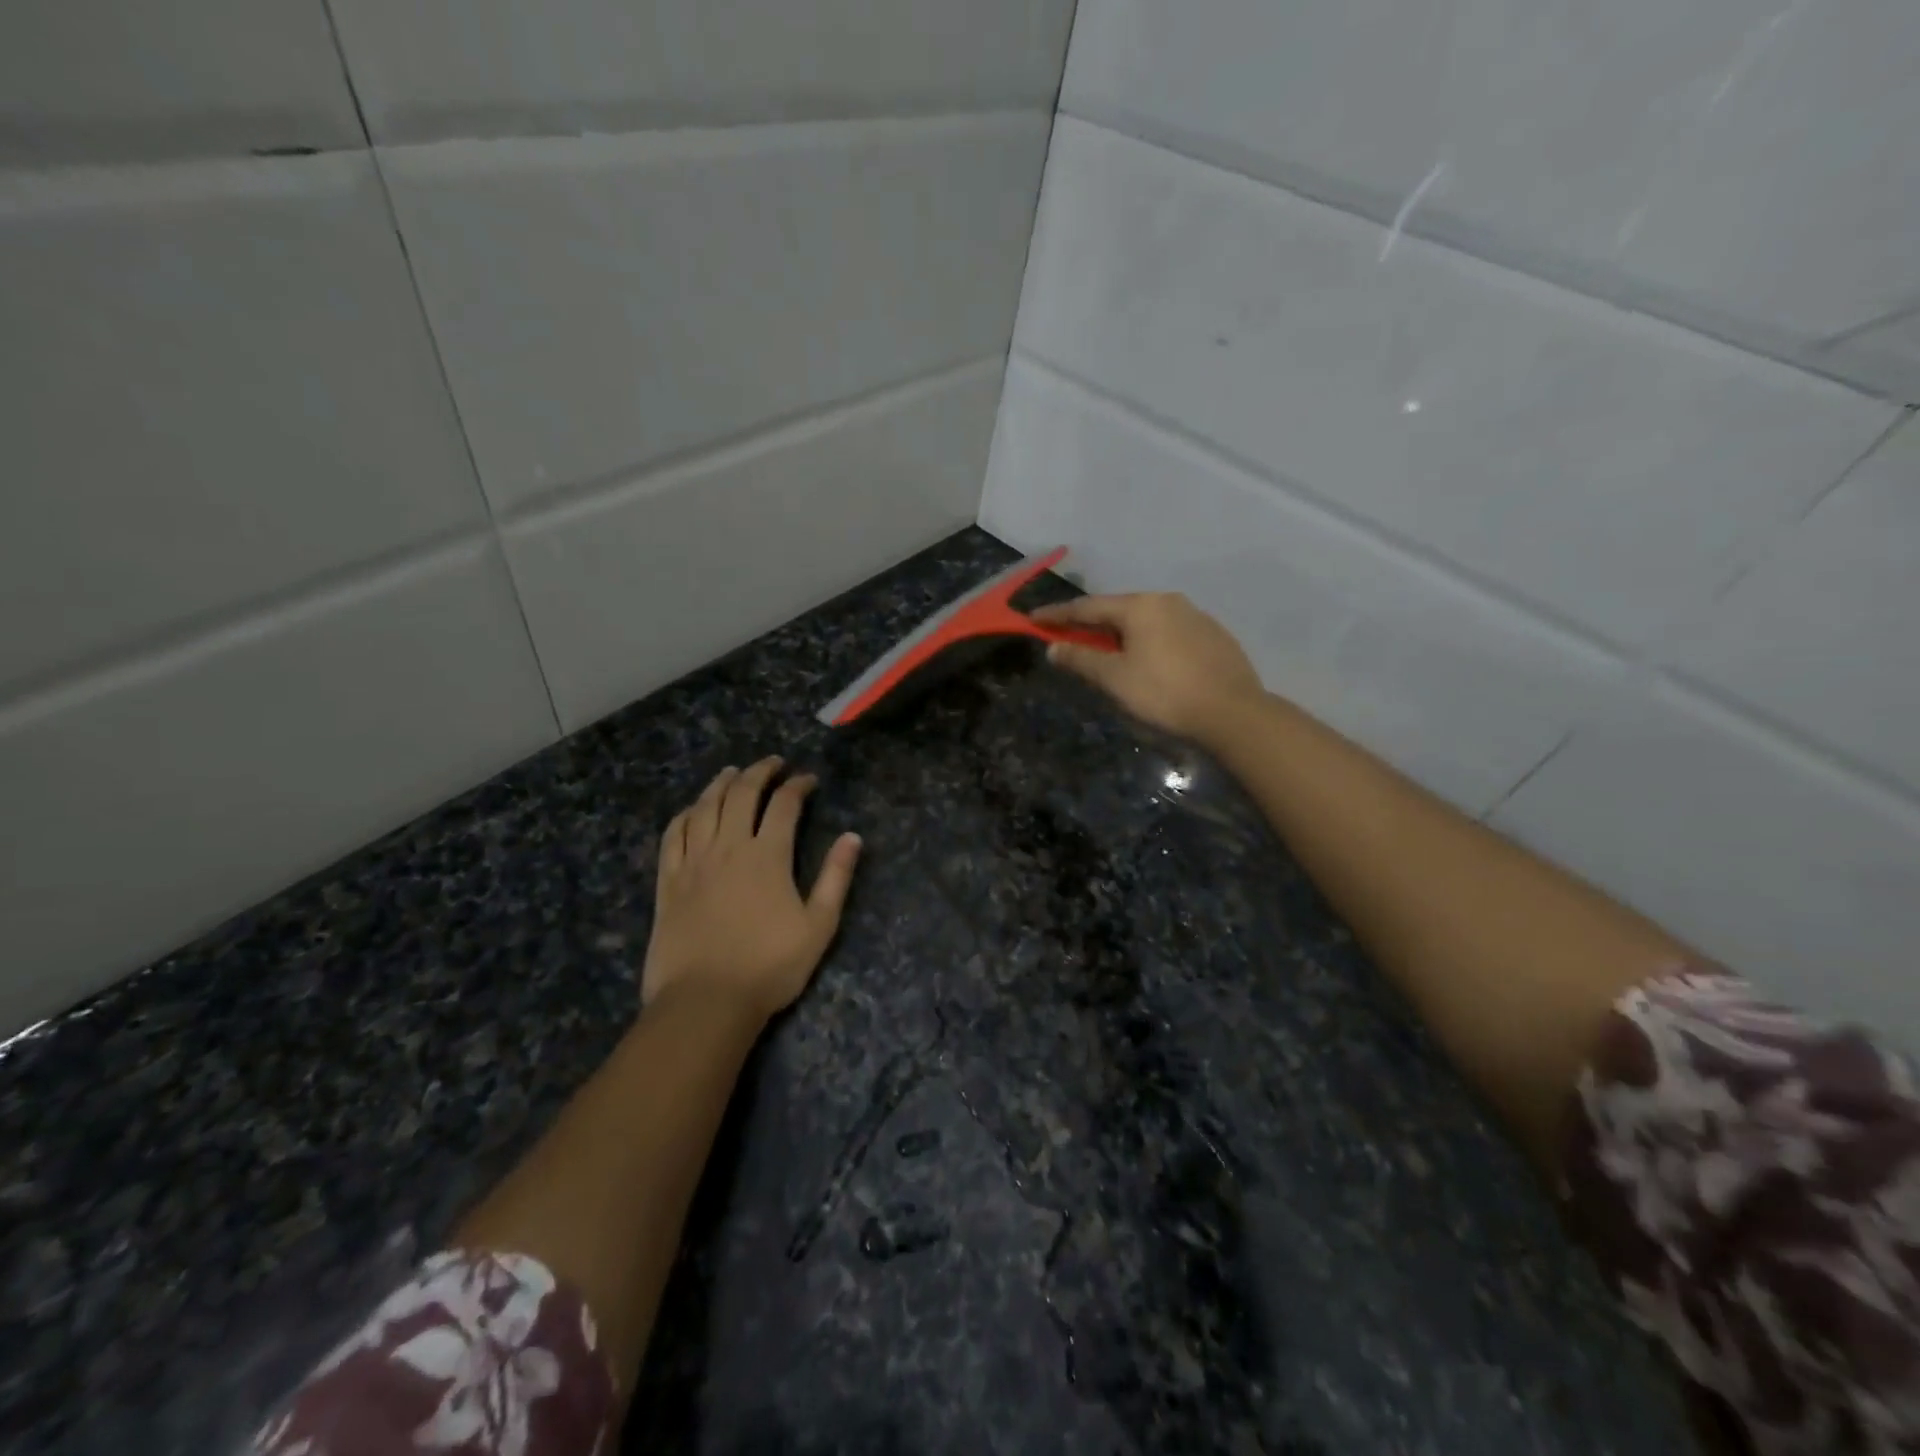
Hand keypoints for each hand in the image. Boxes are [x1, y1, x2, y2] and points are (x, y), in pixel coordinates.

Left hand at [643, 757, 861, 1021]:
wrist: (706, 1002)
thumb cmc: (770, 966)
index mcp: (768, 855)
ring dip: (721, 784)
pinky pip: (673, 835)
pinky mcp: (668, 881)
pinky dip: (685, 814)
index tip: (808, 779)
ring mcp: (694, 862)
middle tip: (773, 763)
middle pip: (741, 794)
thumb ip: (836, 877)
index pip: (784, 804)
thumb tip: (852, 836)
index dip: (798, 785)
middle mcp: (729, 847)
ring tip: (732, 773)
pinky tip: (692, 809)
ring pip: (705, 807)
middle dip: (760, 772)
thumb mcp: (818, 926)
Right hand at [1032, 592, 1263, 743]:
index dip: (1058, 615)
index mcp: (1140, 606)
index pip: (1088, 607)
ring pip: (1145, 620)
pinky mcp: (1213, 635)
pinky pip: (1168, 631)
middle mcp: (1167, 601)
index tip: (1034, 620)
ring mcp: (1195, 616)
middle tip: (1069, 636)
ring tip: (1106, 651)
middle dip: (1090, 623)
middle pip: (1118, 609)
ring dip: (1120, 633)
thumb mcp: (1115, 678)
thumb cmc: (1165, 693)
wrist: (1233, 712)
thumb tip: (1054, 647)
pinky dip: (1147, 641)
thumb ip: (1082, 659)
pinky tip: (1147, 660)